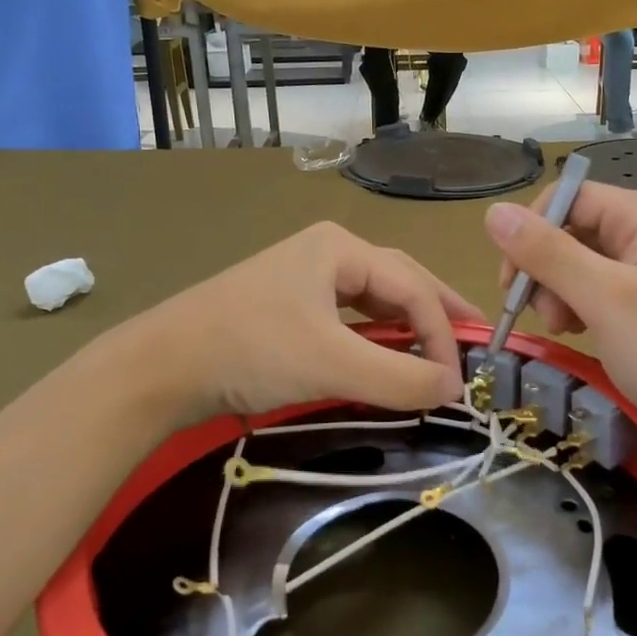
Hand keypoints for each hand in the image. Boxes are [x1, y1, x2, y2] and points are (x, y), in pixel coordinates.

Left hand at [131, 222, 481, 425]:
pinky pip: (348, 317)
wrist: (161, 366)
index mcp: (341, 247)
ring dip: (408, 325)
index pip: (413, 287)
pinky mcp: (288, 306)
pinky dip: (376, 337)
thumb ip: (401, 376)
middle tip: (475, 340)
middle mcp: (327, 252)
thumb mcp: (332, 364)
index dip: (443, 332)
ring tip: (442, 346)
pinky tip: (388, 353)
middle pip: (399, 281)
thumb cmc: (251, 350)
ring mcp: (304, 277)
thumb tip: (454, 388)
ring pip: (374, 299)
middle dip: (438, 313)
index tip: (458, 381)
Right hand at [483, 185, 636, 445]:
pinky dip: (580, 307)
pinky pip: (598, 287)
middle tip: (546, 318)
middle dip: (545, 270)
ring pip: (579, 261)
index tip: (512, 285)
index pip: (565, 198)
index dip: (530, 234)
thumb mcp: (603, 298)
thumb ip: (547, 253)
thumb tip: (493, 211)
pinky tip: (581, 333)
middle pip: (570, 229)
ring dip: (559, 293)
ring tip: (566, 330)